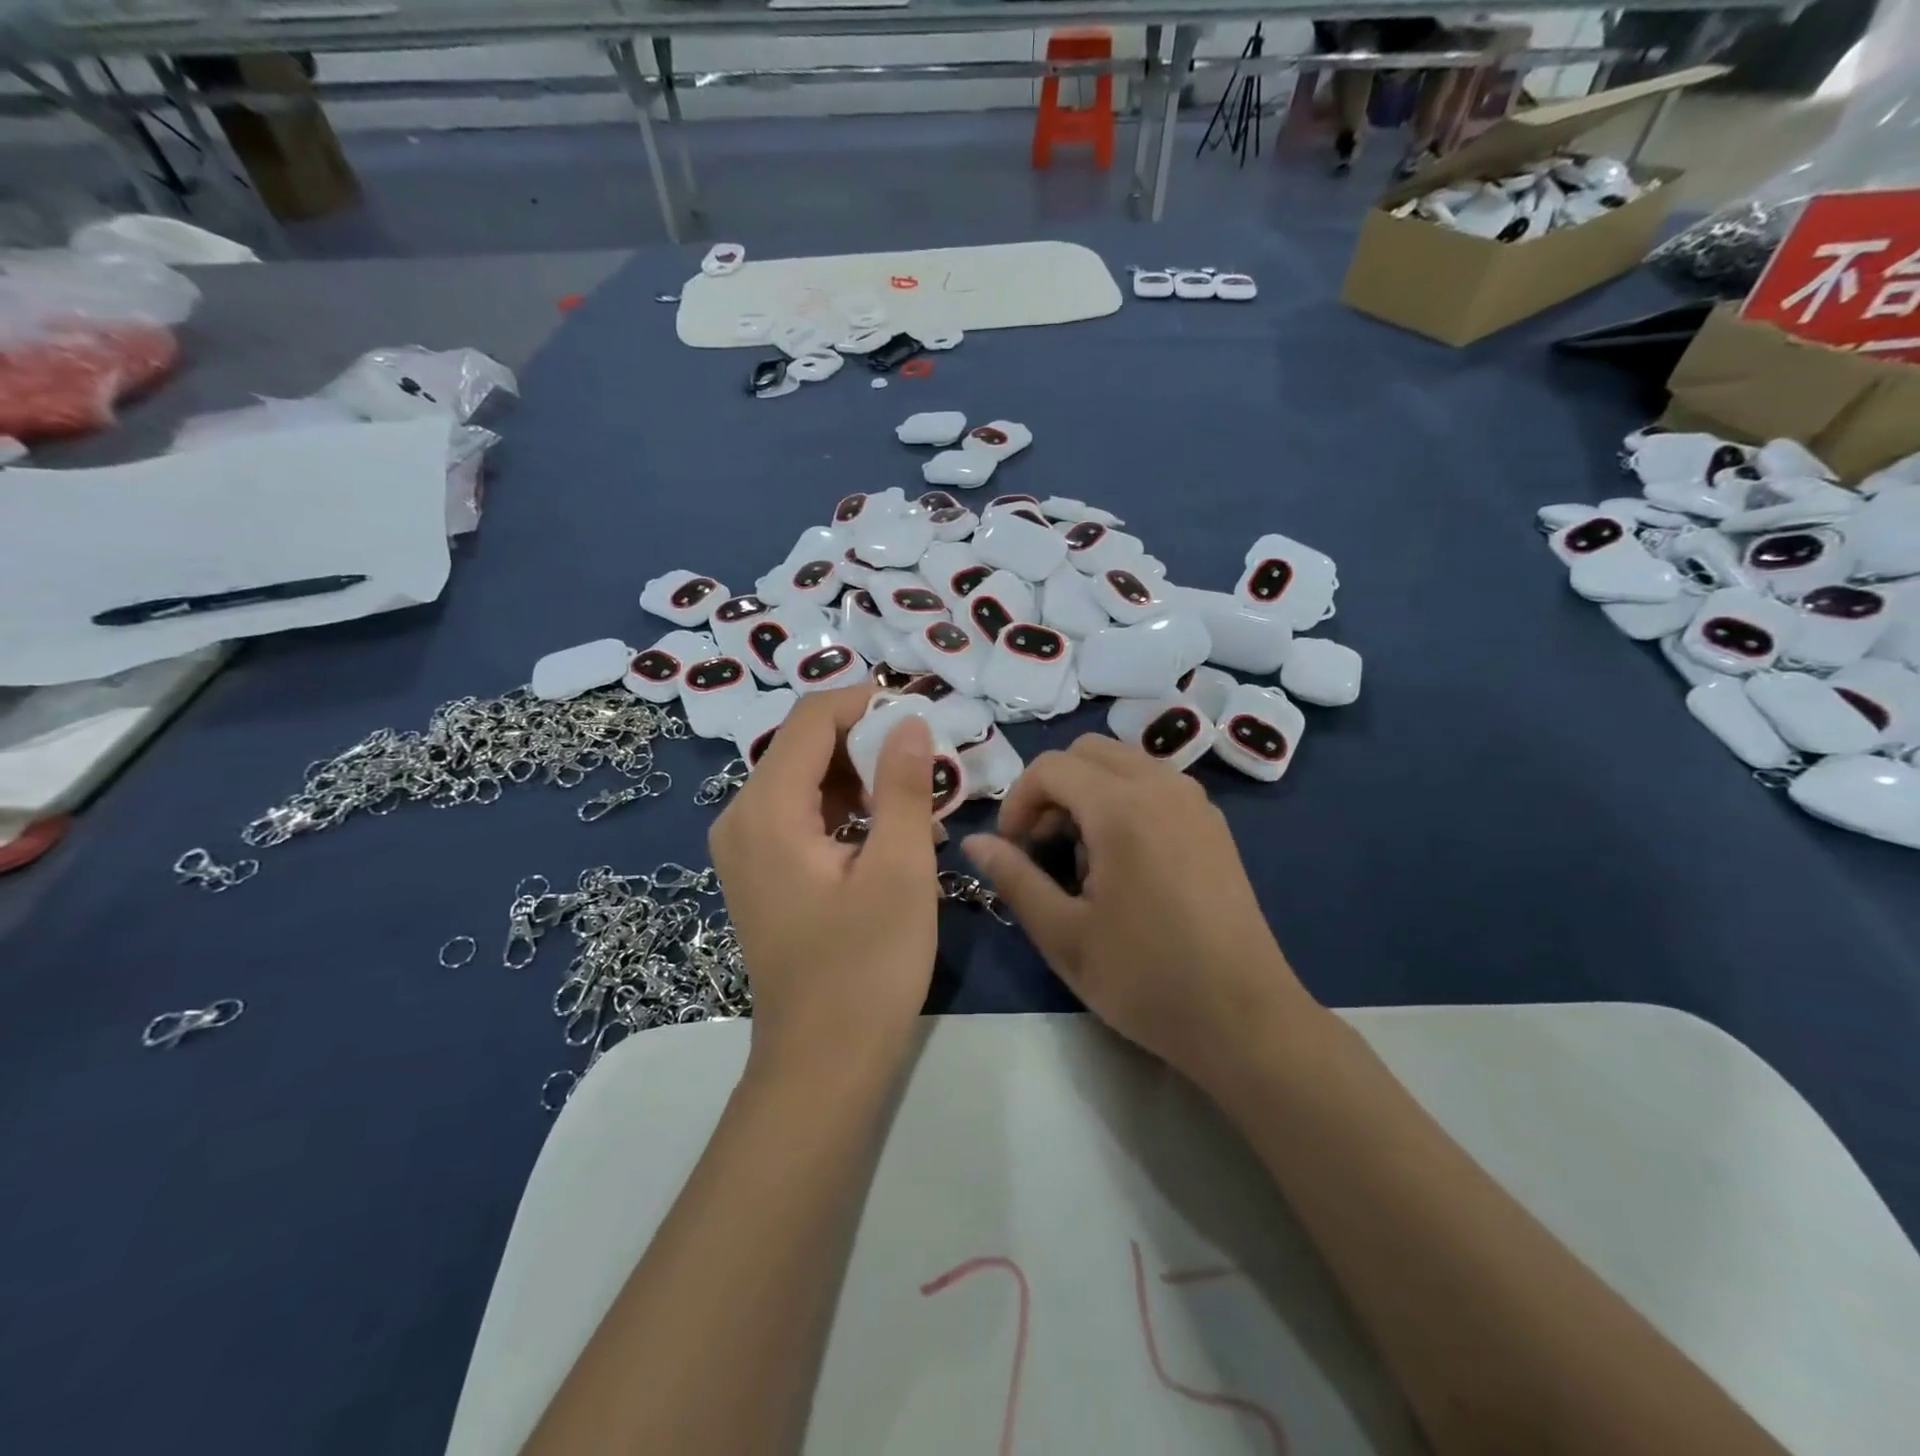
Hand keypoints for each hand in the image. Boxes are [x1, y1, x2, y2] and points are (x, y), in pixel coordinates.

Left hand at [709, 685, 939, 1069]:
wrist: (822, 1063)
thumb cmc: (867, 968)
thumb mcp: (899, 869)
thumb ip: (902, 786)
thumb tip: (909, 722)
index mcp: (765, 810)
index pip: (811, 718)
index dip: (867, 703)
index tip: (922, 718)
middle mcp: (741, 817)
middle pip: (804, 745)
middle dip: (869, 742)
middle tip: (928, 763)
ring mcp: (746, 846)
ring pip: (806, 778)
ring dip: (862, 776)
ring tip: (919, 799)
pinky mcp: (761, 869)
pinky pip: (802, 813)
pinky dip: (846, 808)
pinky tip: (890, 830)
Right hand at [962, 735, 1318, 1084]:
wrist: (1244, 1018)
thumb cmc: (1145, 978)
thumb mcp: (1063, 934)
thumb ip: (1014, 877)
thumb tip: (975, 842)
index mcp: (1122, 807)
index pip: (1050, 767)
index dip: (1018, 801)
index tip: (1013, 851)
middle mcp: (1162, 786)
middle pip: (1087, 752)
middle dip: (1052, 790)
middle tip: (1043, 849)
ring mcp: (1195, 802)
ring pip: (1123, 763)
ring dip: (1088, 792)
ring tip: (1083, 858)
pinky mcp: (1213, 824)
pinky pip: (1155, 784)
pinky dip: (1123, 800)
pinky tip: (1124, 861)